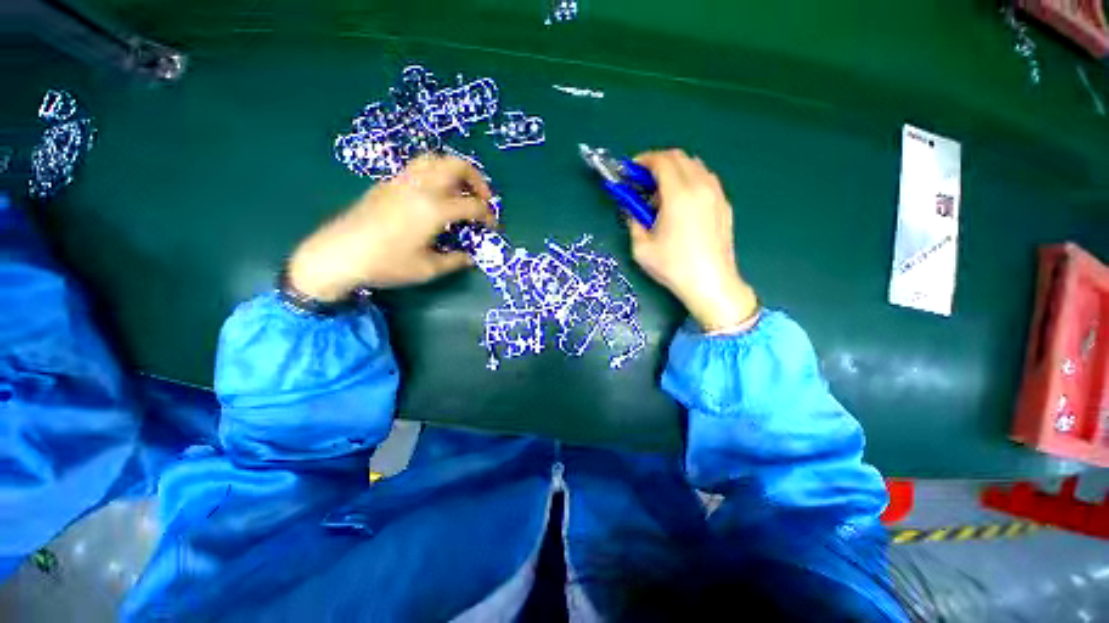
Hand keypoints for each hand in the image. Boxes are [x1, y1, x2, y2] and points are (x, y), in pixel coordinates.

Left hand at [288, 155, 496, 300]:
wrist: (339, 254)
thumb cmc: (387, 264)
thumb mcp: (428, 269)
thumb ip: (455, 261)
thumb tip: (470, 258)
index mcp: (434, 209)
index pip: (472, 205)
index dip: (488, 215)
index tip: (493, 226)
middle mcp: (421, 187)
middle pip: (456, 165)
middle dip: (477, 179)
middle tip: (483, 198)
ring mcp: (402, 181)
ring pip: (435, 159)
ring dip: (454, 170)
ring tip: (460, 190)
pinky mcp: (388, 184)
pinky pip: (418, 167)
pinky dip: (435, 173)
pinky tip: (434, 195)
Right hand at [628, 150, 757, 331]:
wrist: (710, 283)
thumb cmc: (673, 267)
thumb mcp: (641, 248)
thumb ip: (634, 222)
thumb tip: (632, 210)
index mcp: (679, 195)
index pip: (662, 161)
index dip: (644, 160)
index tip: (632, 171)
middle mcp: (701, 187)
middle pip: (679, 157)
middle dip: (658, 163)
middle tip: (643, 182)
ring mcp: (717, 195)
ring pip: (695, 166)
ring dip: (675, 171)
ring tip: (662, 195)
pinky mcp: (725, 205)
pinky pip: (706, 180)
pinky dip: (690, 181)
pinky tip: (682, 204)